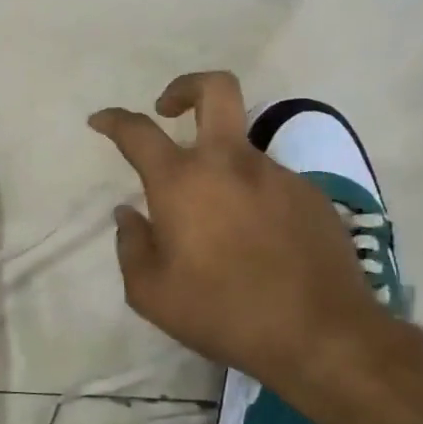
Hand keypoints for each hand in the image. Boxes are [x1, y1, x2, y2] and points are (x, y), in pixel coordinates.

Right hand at [89, 71, 382, 391]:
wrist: (322, 336)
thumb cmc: (220, 311)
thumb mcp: (149, 292)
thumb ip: (130, 245)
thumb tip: (130, 215)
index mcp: (182, 183)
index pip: (138, 131)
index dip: (114, 120)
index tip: (100, 121)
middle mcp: (231, 164)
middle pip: (215, 90)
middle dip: (185, 87)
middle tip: (168, 108)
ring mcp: (278, 176)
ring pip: (241, 148)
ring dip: (218, 165)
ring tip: (213, 221)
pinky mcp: (313, 197)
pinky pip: (269, 183)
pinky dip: (250, 196)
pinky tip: (252, 241)